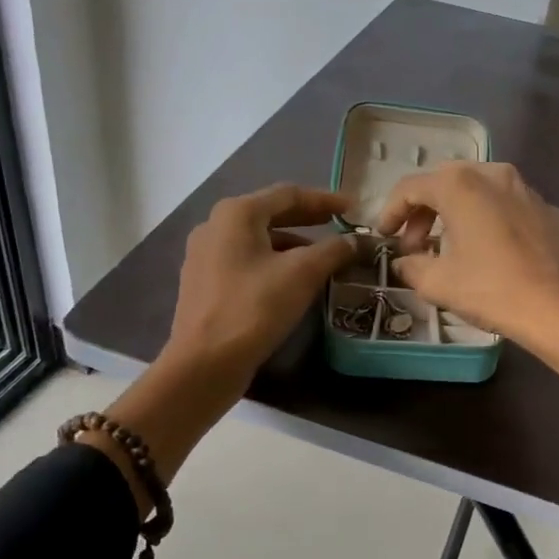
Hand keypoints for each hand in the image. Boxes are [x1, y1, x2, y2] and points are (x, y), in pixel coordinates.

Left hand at [164, 182, 357, 390]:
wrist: (204, 363)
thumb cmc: (254, 308)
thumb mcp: (302, 274)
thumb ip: (333, 250)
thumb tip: (353, 241)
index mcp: (236, 213)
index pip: (288, 194)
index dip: (324, 199)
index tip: (353, 208)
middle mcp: (215, 226)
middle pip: (271, 214)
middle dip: (308, 219)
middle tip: (340, 225)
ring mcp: (205, 256)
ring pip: (259, 241)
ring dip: (293, 244)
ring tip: (324, 257)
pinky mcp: (205, 284)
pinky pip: (247, 262)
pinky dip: (274, 263)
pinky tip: (294, 281)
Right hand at [373, 163, 558, 382]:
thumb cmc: (494, 291)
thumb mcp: (438, 284)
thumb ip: (411, 266)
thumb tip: (406, 262)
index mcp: (460, 185)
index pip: (411, 187)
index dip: (391, 211)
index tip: (384, 236)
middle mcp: (494, 174)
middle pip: (445, 182)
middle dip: (423, 211)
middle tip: (415, 245)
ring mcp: (526, 189)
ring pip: (479, 190)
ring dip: (455, 213)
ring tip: (449, 248)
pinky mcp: (549, 209)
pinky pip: (506, 206)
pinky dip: (488, 220)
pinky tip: (490, 252)